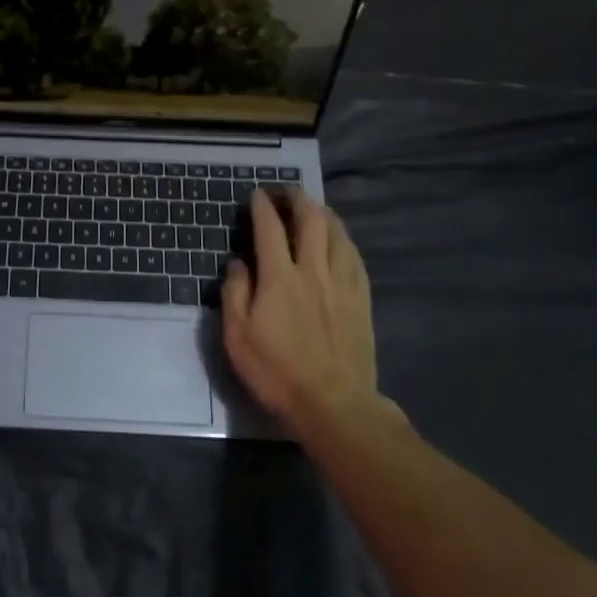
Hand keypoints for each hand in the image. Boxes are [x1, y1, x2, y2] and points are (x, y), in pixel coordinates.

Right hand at [221, 188, 394, 440]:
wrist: (334, 405)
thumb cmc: (277, 371)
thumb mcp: (238, 336)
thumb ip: (235, 293)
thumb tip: (238, 262)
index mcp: (280, 277)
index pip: (270, 228)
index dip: (262, 206)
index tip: (257, 193)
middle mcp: (313, 270)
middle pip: (310, 220)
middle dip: (298, 198)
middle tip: (287, 191)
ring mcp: (342, 284)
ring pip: (337, 233)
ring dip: (324, 213)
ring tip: (314, 207)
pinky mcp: (361, 300)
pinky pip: (354, 257)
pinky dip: (343, 239)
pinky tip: (339, 240)